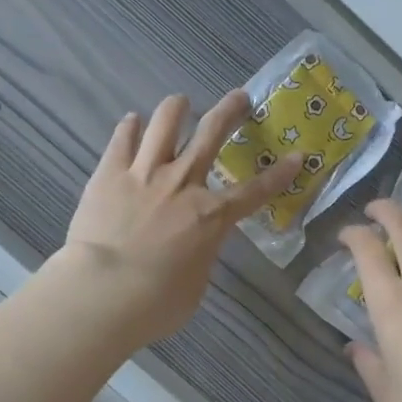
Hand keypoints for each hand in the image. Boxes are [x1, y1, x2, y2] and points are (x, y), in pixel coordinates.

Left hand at [56, 91, 299, 350]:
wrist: (103, 293)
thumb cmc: (155, 303)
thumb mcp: (196, 285)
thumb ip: (201, 256)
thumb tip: (195, 248)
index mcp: (211, 216)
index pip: (256, 191)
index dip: (280, 174)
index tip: (297, 156)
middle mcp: (183, 182)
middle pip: (212, 134)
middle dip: (231, 111)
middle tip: (240, 97)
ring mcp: (145, 172)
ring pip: (166, 122)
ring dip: (177, 108)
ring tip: (181, 103)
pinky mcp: (110, 172)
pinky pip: (123, 138)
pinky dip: (130, 127)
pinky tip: (133, 122)